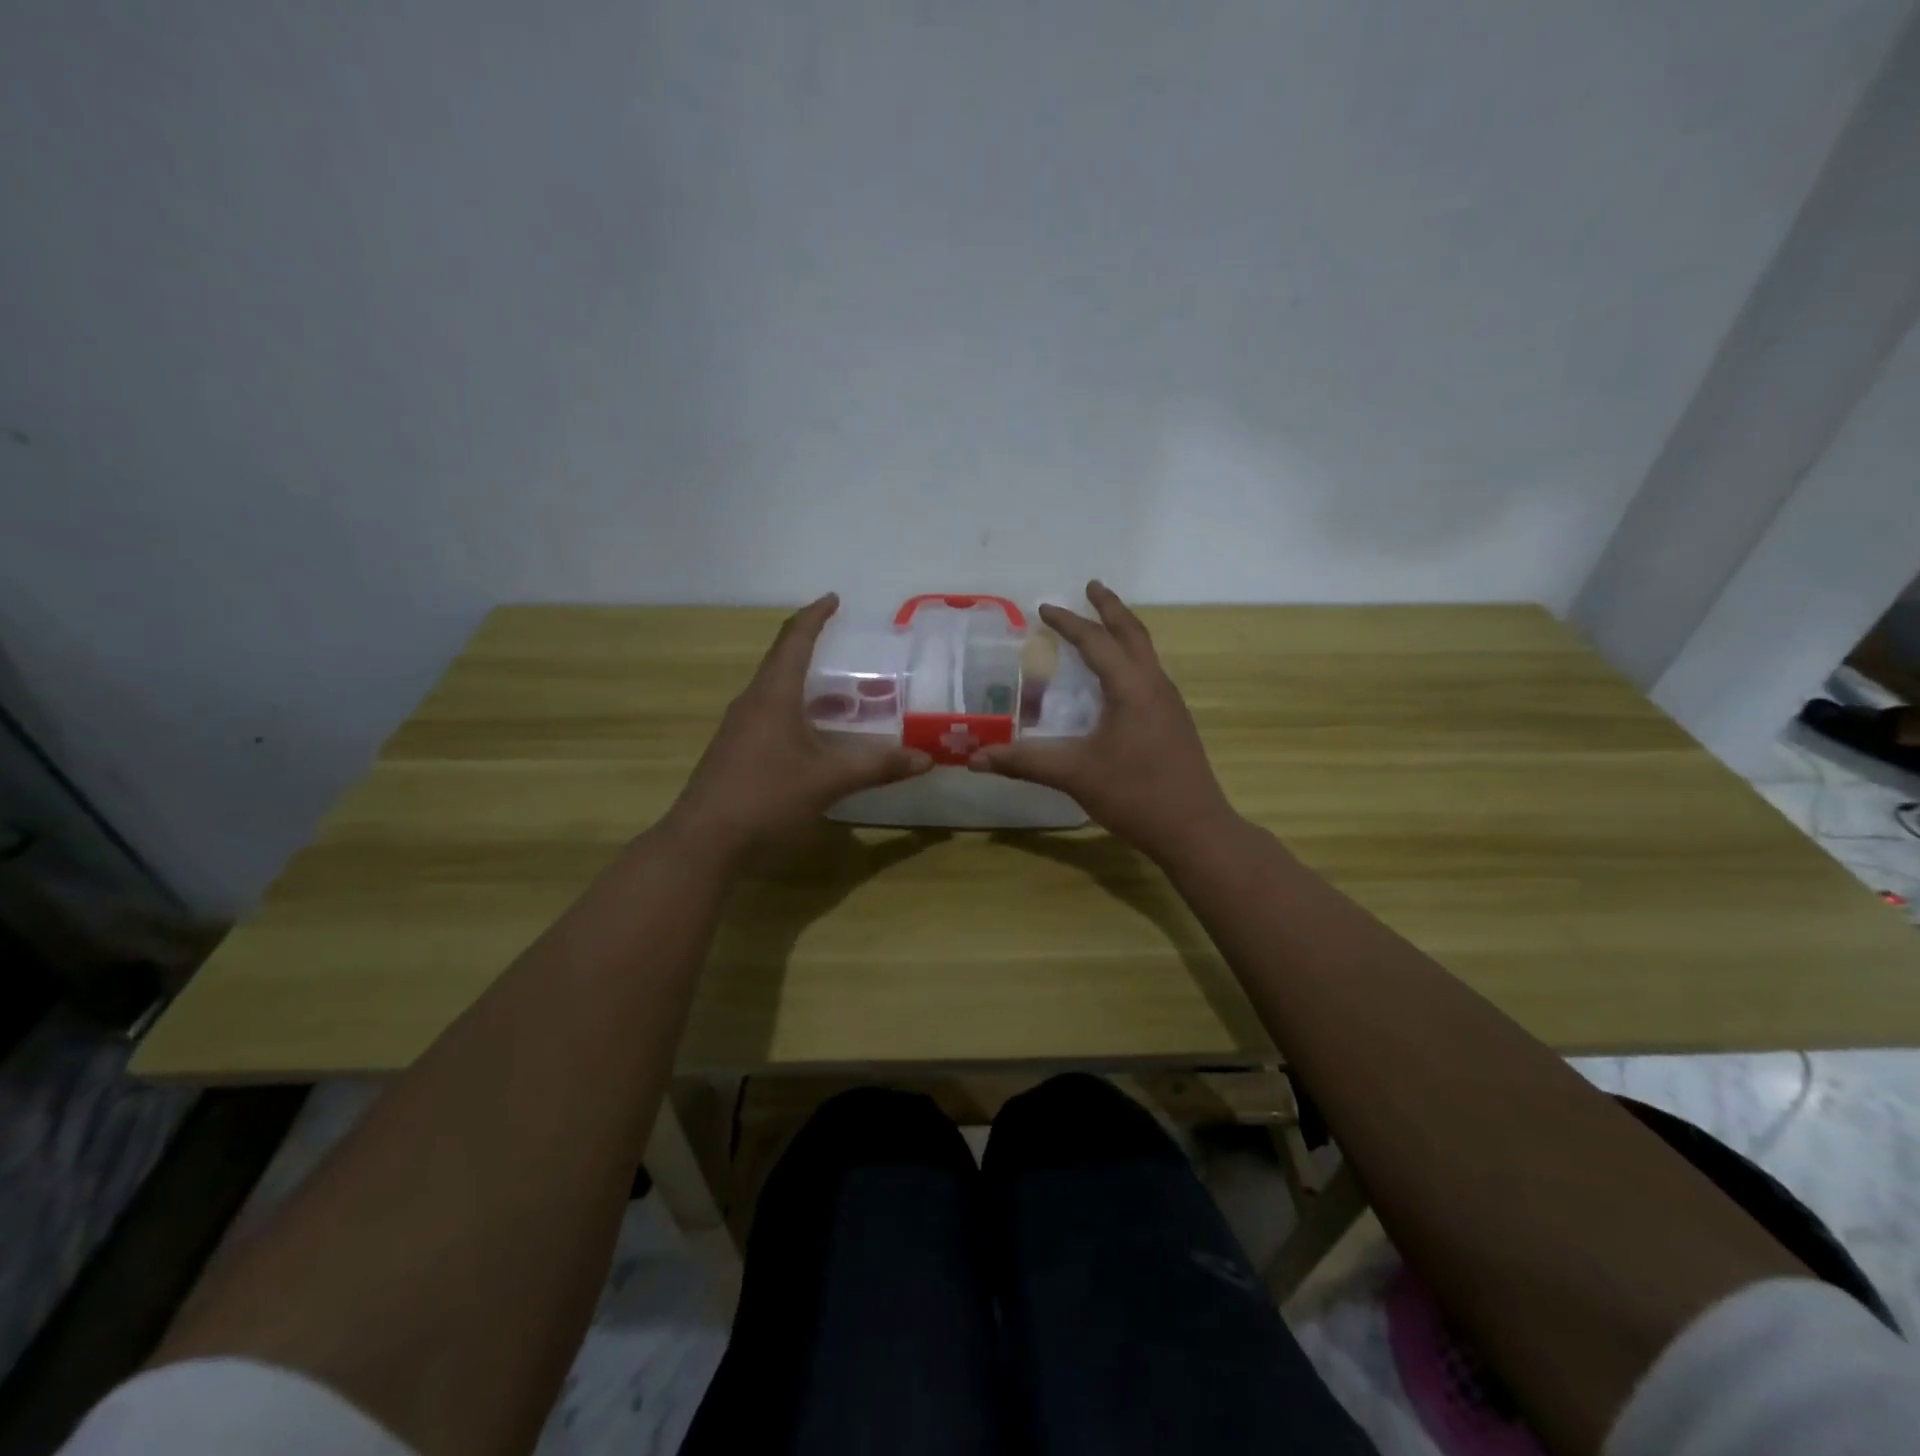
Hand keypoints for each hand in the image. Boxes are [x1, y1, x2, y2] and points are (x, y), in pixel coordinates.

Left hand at [662, 594, 930, 865]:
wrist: (704, 842)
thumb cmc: (766, 797)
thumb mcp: (828, 780)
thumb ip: (877, 766)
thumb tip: (925, 758)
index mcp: (773, 695)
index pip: (794, 640)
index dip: (815, 616)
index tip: (834, 599)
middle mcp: (753, 703)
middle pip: (783, 661)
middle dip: (814, 649)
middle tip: (849, 650)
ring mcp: (740, 728)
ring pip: (777, 692)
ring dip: (807, 685)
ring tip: (843, 693)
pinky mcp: (736, 752)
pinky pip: (771, 716)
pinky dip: (798, 712)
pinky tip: (817, 735)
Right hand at [968, 581, 1239, 862]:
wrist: (1194, 829)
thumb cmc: (1135, 794)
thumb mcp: (1074, 775)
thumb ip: (1024, 762)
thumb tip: (974, 758)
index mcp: (1131, 687)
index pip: (1096, 642)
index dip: (1068, 623)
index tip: (1044, 608)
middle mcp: (1154, 685)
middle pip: (1133, 633)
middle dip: (1110, 607)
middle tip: (1092, 586)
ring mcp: (1169, 704)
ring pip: (1146, 653)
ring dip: (1123, 632)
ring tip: (1102, 625)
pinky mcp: (1174, 722)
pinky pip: (1149, 674)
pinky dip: (1129, 660)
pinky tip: (1115, 680)